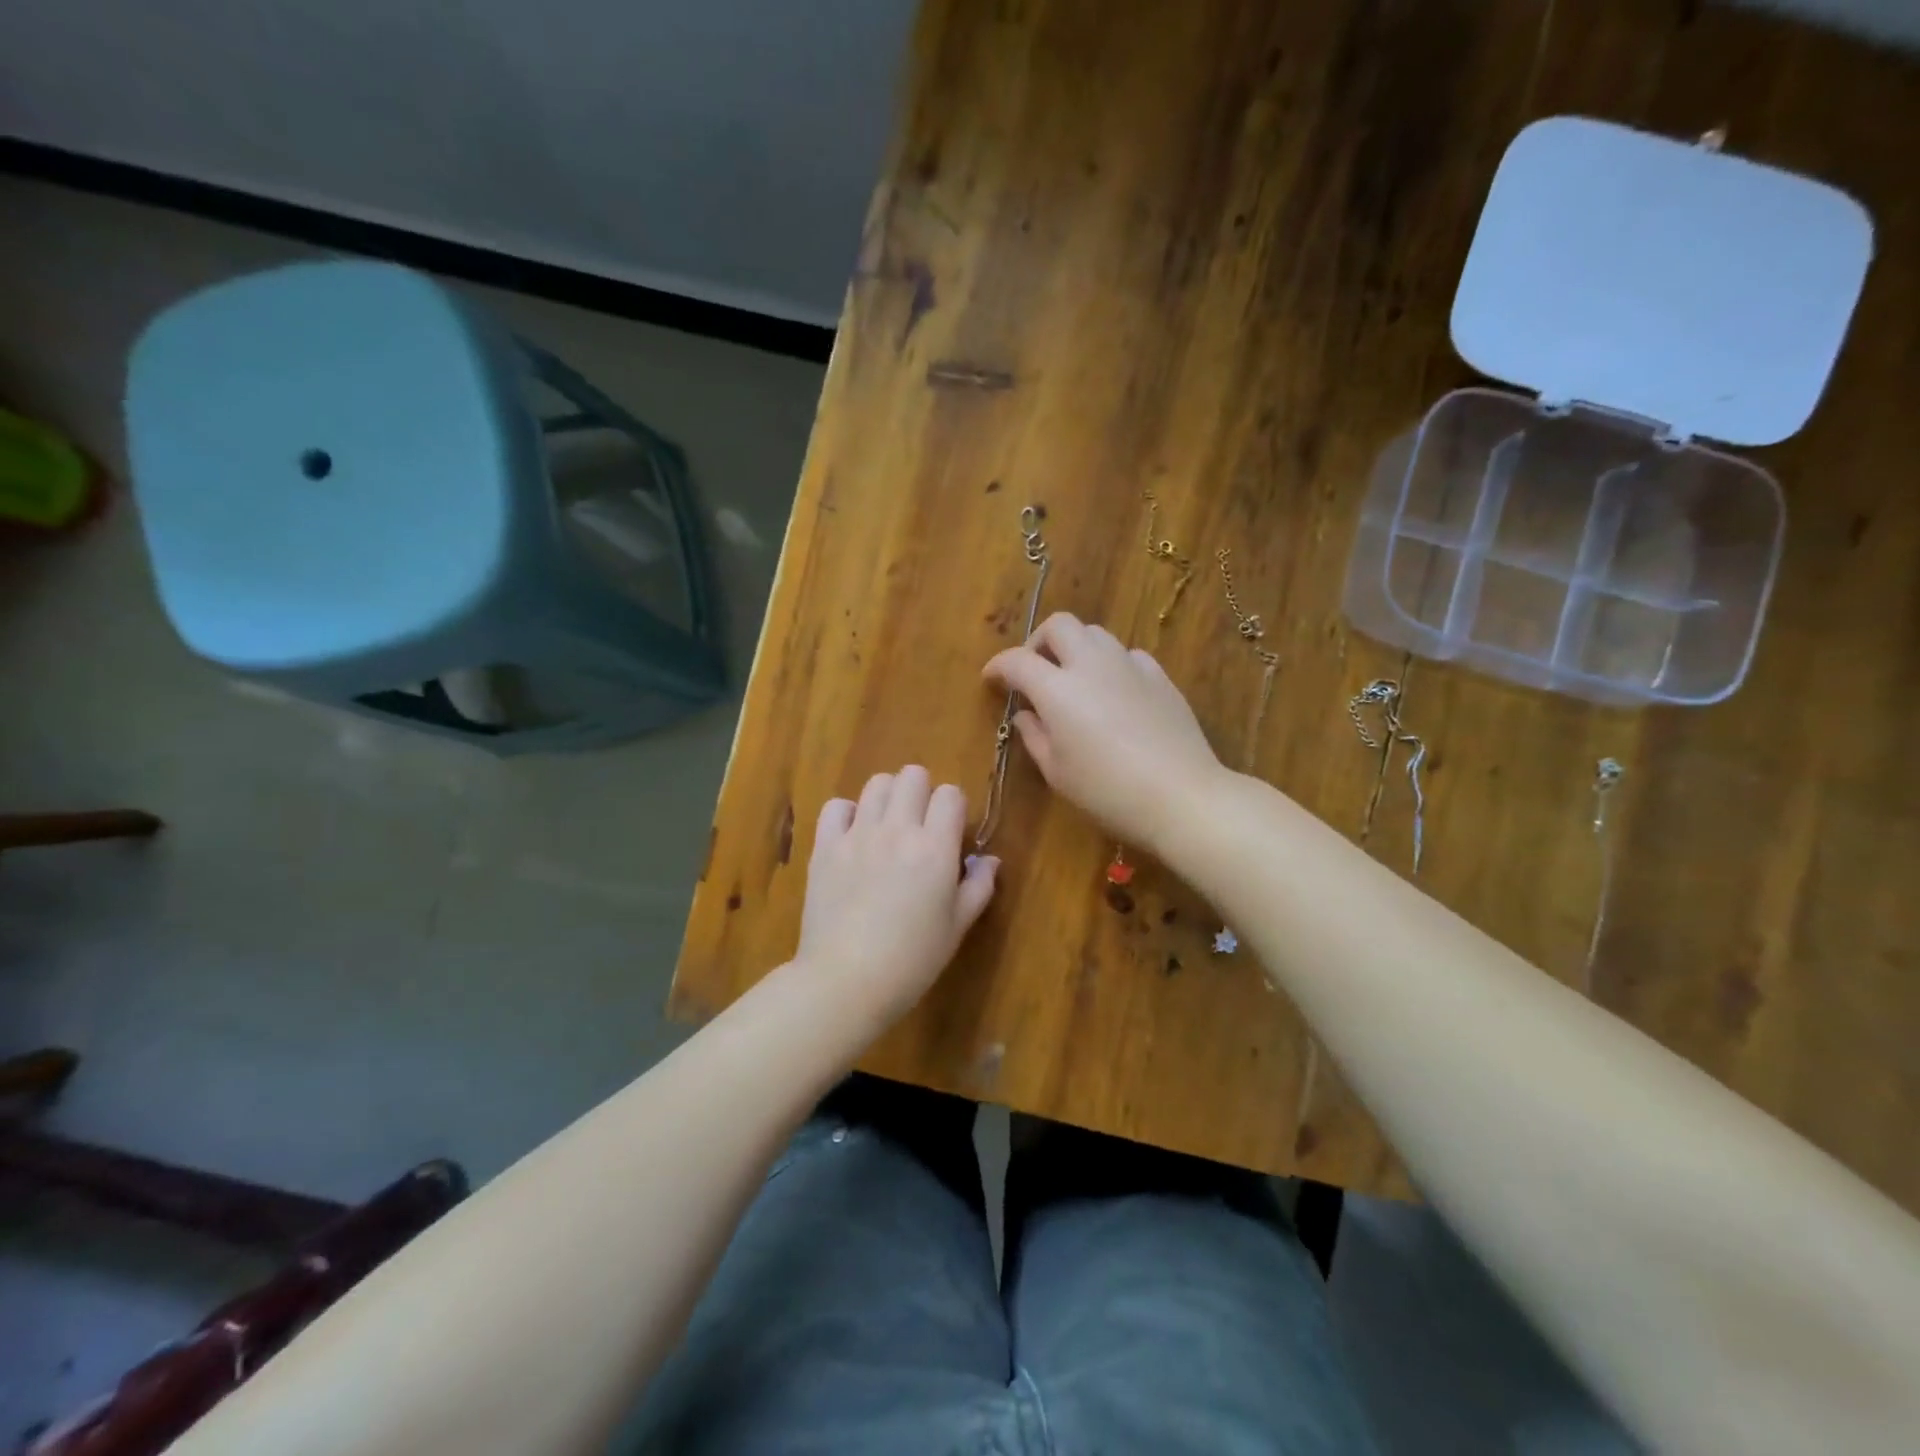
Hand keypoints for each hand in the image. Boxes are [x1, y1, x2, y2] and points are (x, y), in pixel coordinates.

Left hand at [796, 766, 998, 1023]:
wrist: (846, 981)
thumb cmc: (912, 960)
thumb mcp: (957, 927)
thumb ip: (978, 887)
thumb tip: (989, 860)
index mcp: (935, 848)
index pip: (950, 794)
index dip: (954, 808)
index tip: (950, 832)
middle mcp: (897, 830)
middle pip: (912, 775)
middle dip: (922, 792)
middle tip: (920, 825)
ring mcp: (857, 834)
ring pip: (876, 783)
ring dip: (888, 798)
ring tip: (887, 826)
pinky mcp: (825, 846)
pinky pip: (835, 806)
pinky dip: (847, 813)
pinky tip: (853, 836)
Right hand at [983, 612, 1224, 850]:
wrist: (1181, 795)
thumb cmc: (1107, 792)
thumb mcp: (1057, 772)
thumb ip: (1034, 736)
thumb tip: (1025, 714)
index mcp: (1057, 689)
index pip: (1016, 660)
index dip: (997, 666)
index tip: (991, 680)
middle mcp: (1091, 664)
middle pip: (1059, 625)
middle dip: (1038, 641)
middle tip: (1034, 671)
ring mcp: (1130, 666)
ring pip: (1095, 634)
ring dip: (1075, 648)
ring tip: (1073, 679)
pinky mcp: (1160, 677)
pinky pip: (1127, 655)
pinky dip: (1110, 664)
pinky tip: (1113, 692)